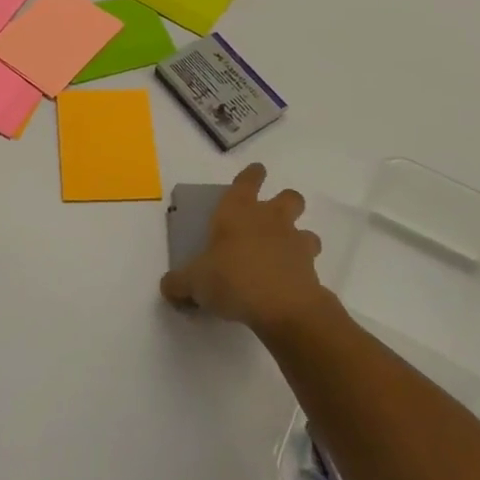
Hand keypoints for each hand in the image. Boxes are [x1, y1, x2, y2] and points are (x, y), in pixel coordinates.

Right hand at [160, 163, 332, 336]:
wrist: (283, 307)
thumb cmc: (232, 279)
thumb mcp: (193, 283)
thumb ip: (179, 283)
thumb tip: (168, 287)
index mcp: (237, 211)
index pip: (248, 180)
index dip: (252, 175)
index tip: (255, 173)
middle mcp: (270, 219)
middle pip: (289, 197)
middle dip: (284, 202)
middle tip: (271, 217)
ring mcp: (295, 242)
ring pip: (306, 230)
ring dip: (298, 238)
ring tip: (282, 255)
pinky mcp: (311, 269)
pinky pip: (309, 263)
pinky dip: (300, 270)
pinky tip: (287, 285)